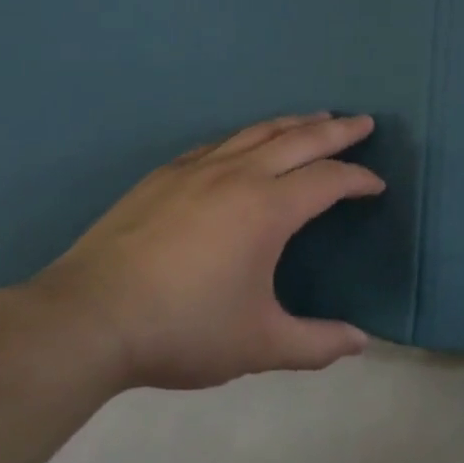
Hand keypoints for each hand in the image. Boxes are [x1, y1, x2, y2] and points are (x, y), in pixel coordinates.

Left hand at [0, 113, 383, 391]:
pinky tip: (245, 143)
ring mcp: (196, 170)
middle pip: (299, 139)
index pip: (328, 180)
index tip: (377, 185)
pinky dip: (247, 136)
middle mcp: (237, 176)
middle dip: (338, 130)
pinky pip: (218, 143)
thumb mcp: (259, 344)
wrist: (86, 320)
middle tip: (364, 122)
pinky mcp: (163, 177)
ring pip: (256, 132)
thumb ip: (317, 344)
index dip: (359, 179)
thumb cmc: (183, 330)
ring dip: (294, 123)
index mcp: (268, 209)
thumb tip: (361, 342)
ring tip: (317, 117)